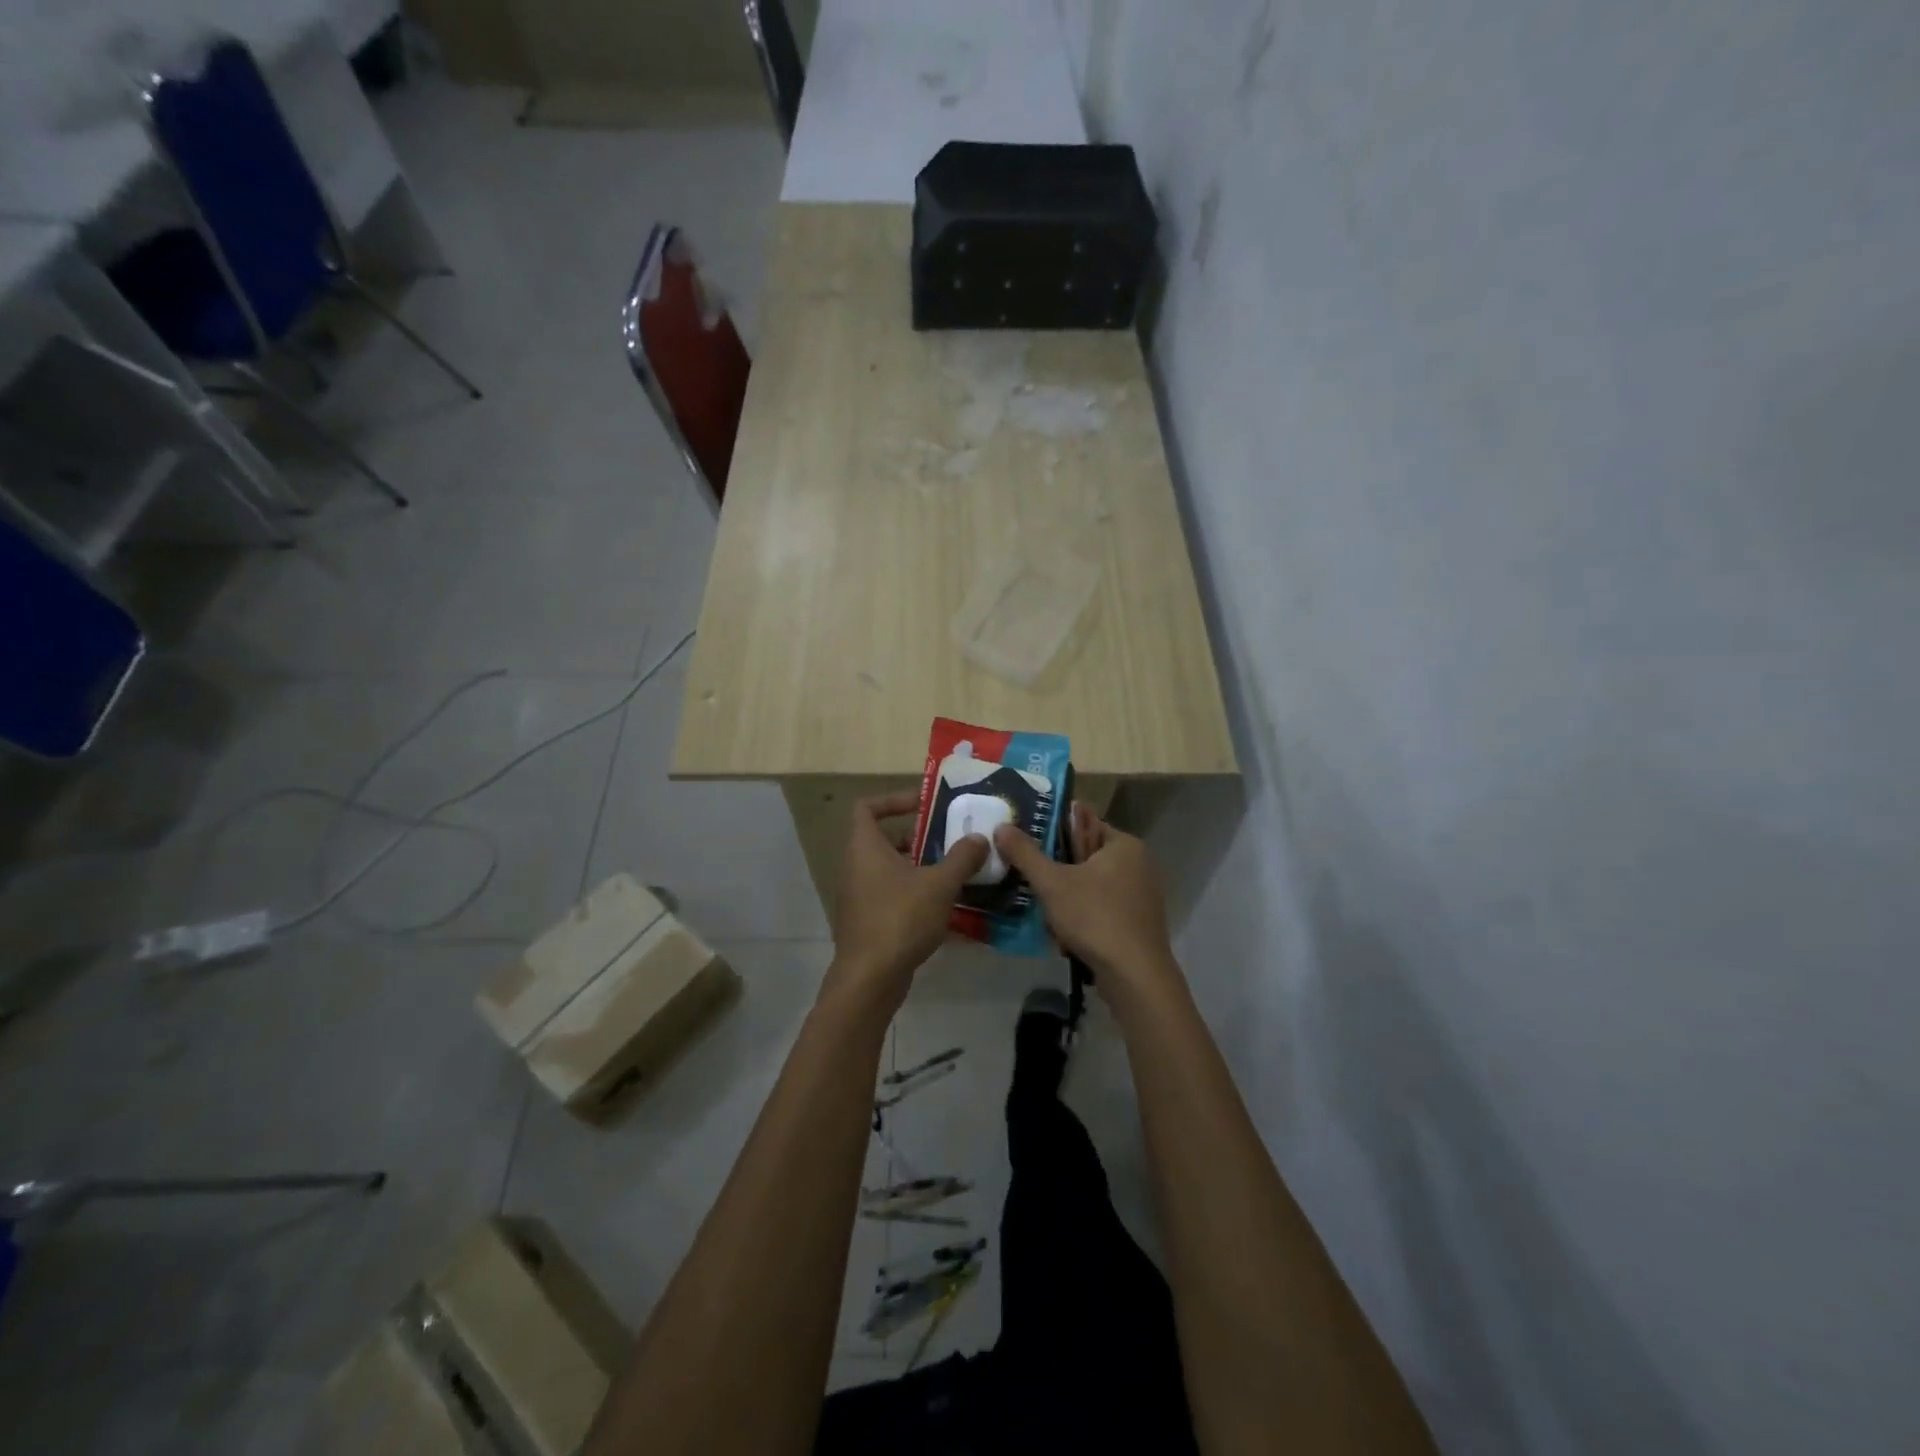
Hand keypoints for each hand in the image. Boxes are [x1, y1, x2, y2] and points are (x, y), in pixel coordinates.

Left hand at [827, 792, 987, 1009]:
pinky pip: (890, 894)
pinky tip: (943, 904)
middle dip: (917, 836)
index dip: (893, 800)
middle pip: (882, 838)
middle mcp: (855, 866)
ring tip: (953, 870)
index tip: (924, 805)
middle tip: (948, 839)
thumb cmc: (901, 918)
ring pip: (888, 868)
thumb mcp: (940, 884)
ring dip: (918, 865)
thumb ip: (962, 857)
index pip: (867, 807)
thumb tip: (980, 837)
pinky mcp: (866, 920)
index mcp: (865, 847)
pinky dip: (913, 891)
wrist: (870, 978)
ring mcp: (858, 895)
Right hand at [994, 803, 1179, 999]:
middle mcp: (1139, 864)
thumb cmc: (1095, 917)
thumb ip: (1025, 853)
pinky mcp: (1140, 923)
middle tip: (1031, 881)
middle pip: (1087, 856)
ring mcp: (1143, 895)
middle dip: (1059, 870)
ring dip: (1069, 897)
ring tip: (1044, 910)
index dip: (1053, 833)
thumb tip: (1001, 827)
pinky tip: (1066, 933)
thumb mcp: (1052, 883)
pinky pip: (1104, 908)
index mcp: (1124, 844)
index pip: (1083, 823)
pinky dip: (1085, 916)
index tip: (1026, 845)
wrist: (1135, 977)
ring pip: (1093, 885)